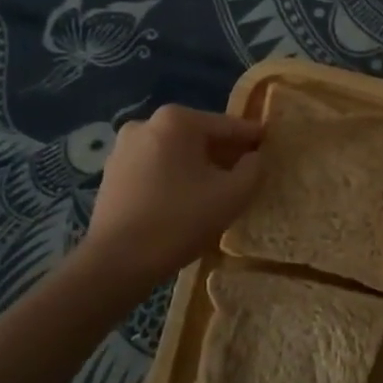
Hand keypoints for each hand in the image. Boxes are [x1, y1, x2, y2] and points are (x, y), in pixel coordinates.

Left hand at [79, 105, 262, 285]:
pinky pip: (155, 167)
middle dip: (223, 153)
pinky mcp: (112, 172)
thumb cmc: (179, 221)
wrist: (117, 261)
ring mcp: (124, 147)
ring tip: (216, 190)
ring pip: (175, 152)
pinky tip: (184, 200)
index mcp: (177, 120)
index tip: (270, 145)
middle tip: (246, 172)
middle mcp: (147, 123)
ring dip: (197, 166)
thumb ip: (253, 169)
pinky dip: (173, 177)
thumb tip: (254, 157)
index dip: (252, 138)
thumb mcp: (232, 195)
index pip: (227, 126)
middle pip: (199, 136)